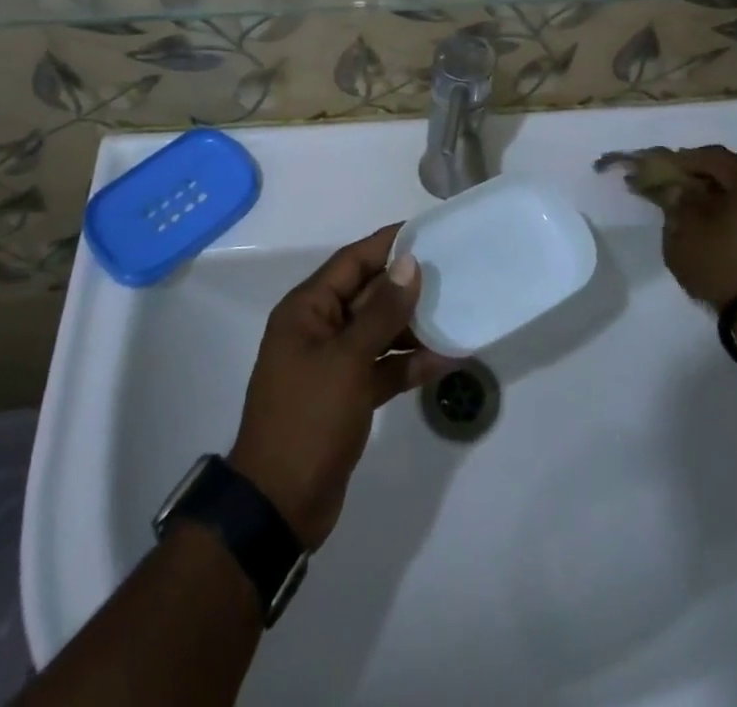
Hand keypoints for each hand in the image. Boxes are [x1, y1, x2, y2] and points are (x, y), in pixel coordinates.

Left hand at [228, 224, 457, 549]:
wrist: (279, 505)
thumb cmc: (308, 418)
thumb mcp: (347, 360)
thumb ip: (381, 312)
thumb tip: (409, 263)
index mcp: (307, 309)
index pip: (352, 262)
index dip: (387, 244)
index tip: (426, 231)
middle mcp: (319, 328)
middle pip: (368, 294)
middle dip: (406, 285)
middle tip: (452, 270)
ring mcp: (333, 363)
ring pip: (379, 331)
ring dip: (413, 326)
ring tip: (456, 310)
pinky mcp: (347, 394)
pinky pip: (382, 366)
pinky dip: (409, 363)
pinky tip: (446, 359)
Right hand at [657, 146, 736, 308]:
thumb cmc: (724, 265)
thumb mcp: (686, 231)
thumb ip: (679, 202)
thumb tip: (680, 189)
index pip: (715, 156)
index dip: (687, 159)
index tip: (667, 167)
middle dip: (711, 173)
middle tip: (686, 183)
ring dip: (730, 193)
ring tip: (704, 207)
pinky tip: (726, 226)